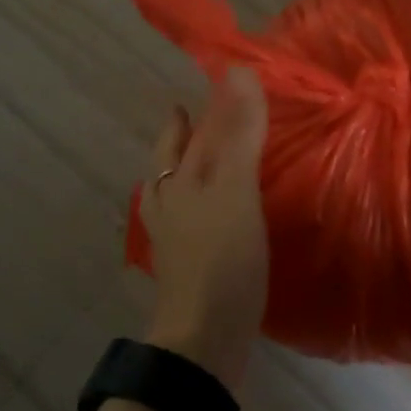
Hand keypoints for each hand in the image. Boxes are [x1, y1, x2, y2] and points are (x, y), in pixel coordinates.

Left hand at [140, 66, 271, 391]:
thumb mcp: (235, 188)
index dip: (188, 111)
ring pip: (181, 193)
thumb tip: (240, 71)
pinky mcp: (195, 266)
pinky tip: (227, 213)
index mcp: (176, 182)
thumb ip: (239, 132)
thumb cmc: (220, 257)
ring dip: (194, 172)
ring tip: (214, 160)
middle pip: (171, 163)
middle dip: (183, 139)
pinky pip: (200, 221)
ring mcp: (179, 240)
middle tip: (202, 120)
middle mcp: (171, 206)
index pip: (179, 134)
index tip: (203, 89)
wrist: (205, 339)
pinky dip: (209, 205)